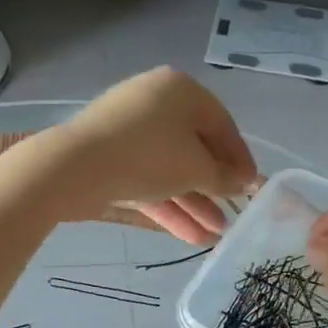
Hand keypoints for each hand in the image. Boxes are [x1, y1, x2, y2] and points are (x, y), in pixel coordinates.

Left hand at [48, 68, 259, 242]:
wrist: (75, 167)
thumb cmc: (149, 155)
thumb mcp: (196, 168)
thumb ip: (223, 176)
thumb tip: (241, 180)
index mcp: (181, 90)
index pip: (221, 124)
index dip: (240, 158)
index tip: (253, 186)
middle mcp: (155, 102)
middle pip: (194, 148)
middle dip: (213, 187)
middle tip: (232, 215)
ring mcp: (128, 130)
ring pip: (169, 168)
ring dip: (192, 202)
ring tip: (214, 236)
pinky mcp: (109, 156)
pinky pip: (146, 178)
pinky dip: (166, 204)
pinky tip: (189, 236)